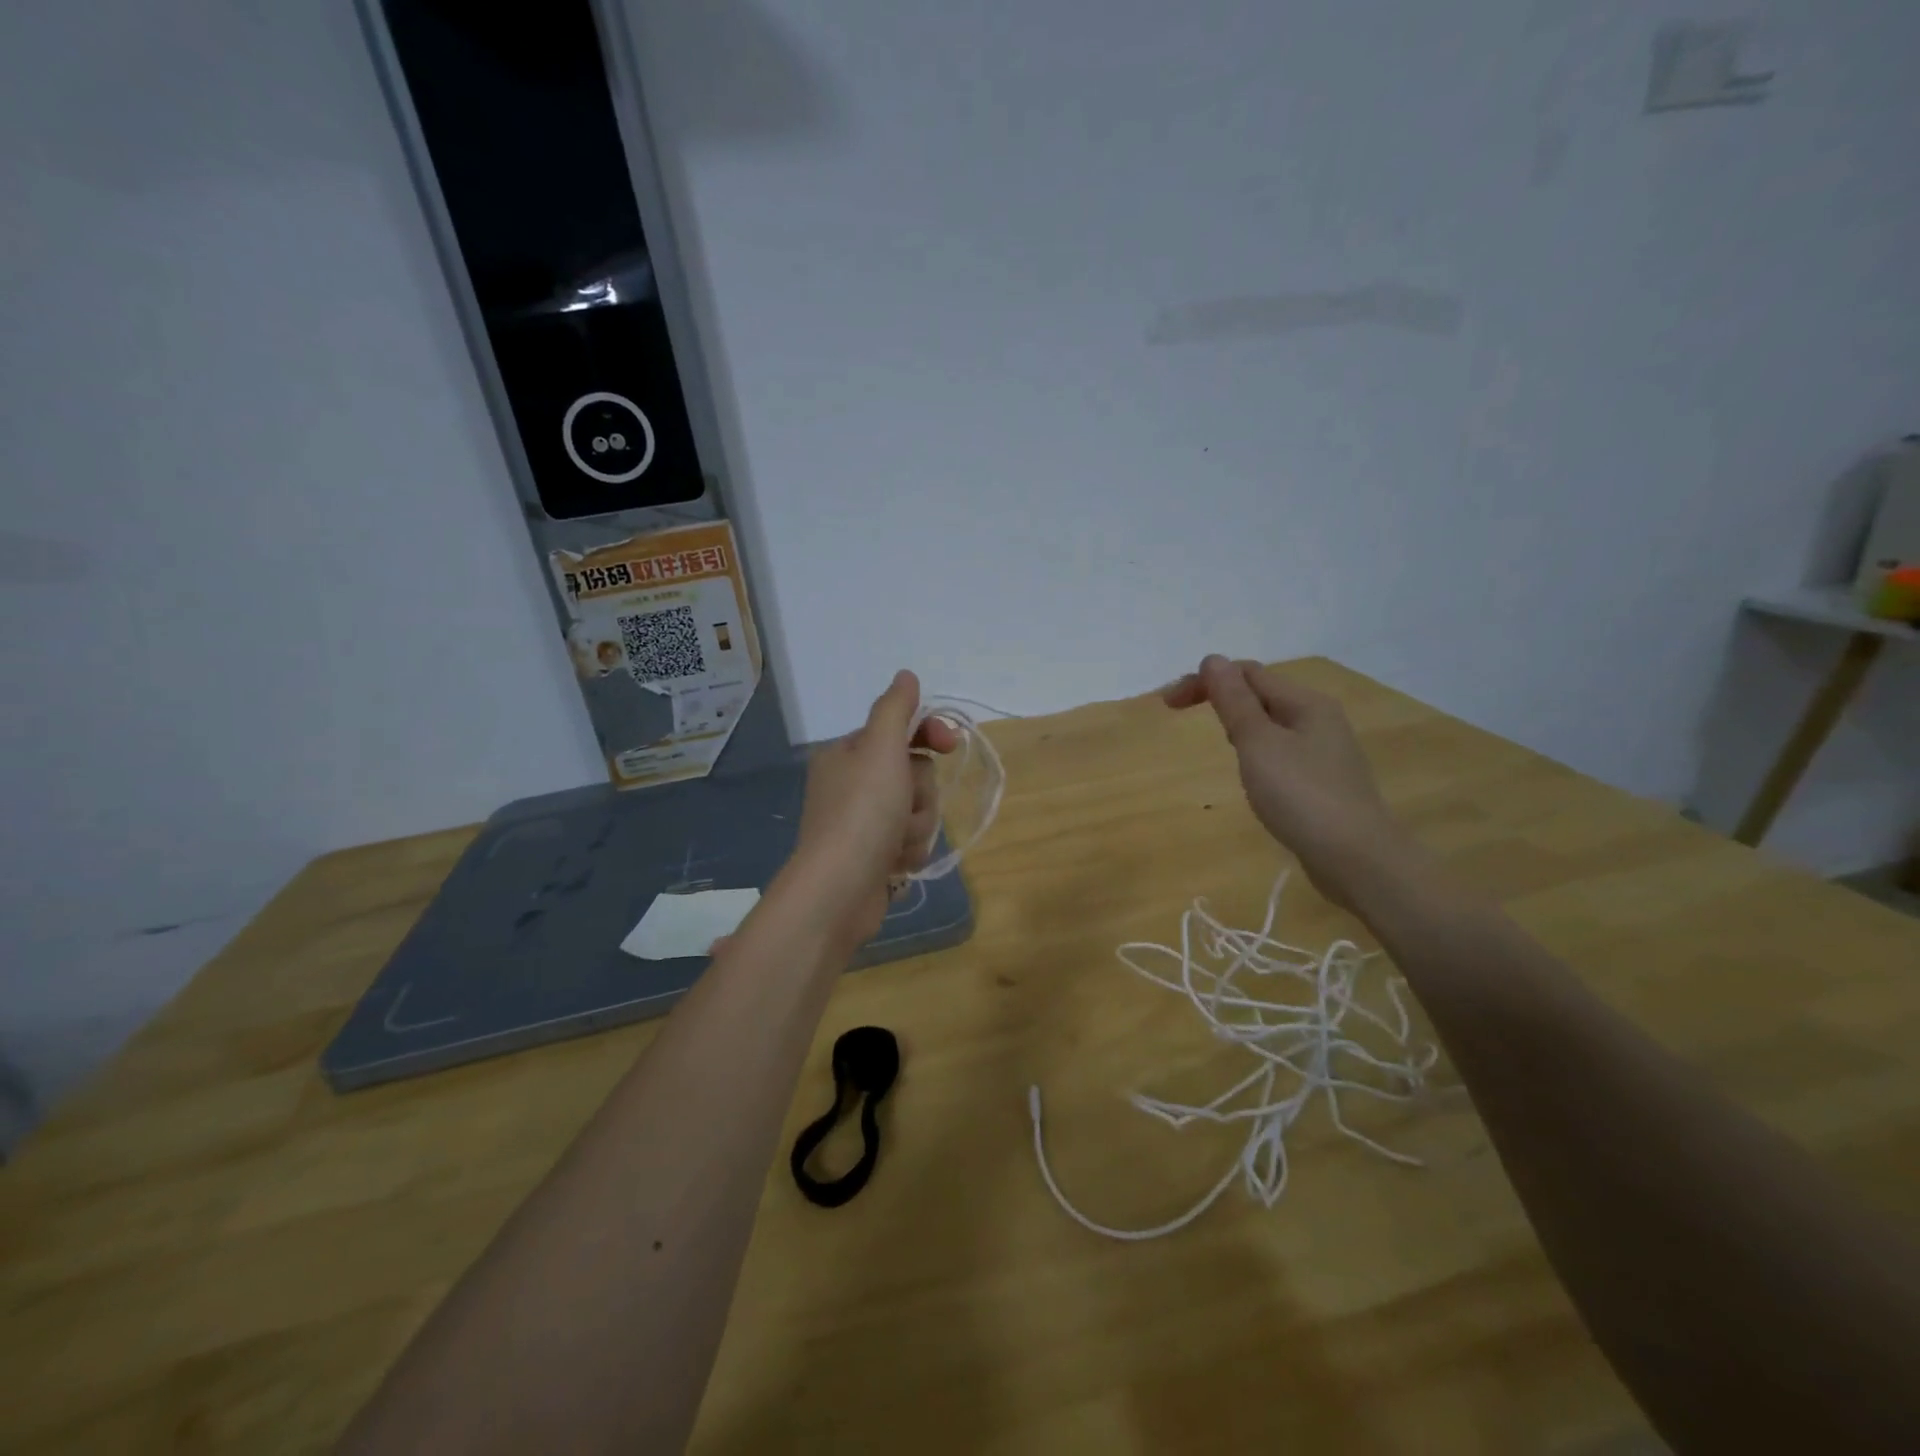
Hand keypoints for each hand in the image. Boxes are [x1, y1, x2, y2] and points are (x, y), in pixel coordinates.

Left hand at [782, 670, 959, 955]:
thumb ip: (895, 709)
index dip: (930, 735)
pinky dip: (909, 851)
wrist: (840, 890)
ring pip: (917, 809)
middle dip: (920, 792)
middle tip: (903, 805)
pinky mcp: (874, 857)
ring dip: (917, 824)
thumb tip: (905, 676)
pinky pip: (911, 841)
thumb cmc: (862, 812)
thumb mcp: (880, 748)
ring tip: (897, 841)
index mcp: (847, 754)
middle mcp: (852, 785)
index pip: (900, 730)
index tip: (950, 744)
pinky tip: (895, 863)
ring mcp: (863, 823)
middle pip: (914, 773)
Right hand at [1165, 656, 1411, 911]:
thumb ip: (1234, 701)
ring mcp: (1325, 751)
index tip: (1168, 705)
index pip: (1247, 673)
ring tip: (1218, 743)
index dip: (1205, 680)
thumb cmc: (1302, 796)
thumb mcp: (1258, 744)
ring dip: (1238, 724)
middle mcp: (1319, 718)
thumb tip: (1213, 659)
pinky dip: (1256, 750)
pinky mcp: (1323, 781)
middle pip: (1261, 693)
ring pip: (1271, 723)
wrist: (1357, 859)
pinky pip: (1282, 750)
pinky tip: (1252, 774)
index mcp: (1305, 702)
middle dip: (1220, 698)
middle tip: (1180, 717)